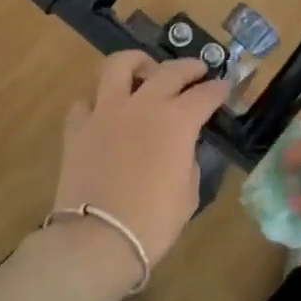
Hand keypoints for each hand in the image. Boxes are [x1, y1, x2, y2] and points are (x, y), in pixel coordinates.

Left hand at [54, 52, 230, 268]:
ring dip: (137, 63)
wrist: (98, 238)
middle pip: (169, 71)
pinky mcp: (77, 127)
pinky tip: (105, 109)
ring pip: (119, 66)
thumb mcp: (187, 192)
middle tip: (197, 70)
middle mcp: (142, 105)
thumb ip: (187, 159)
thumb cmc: (153, 221)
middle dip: (188, 67)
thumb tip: (180, 148)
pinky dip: (98, 100)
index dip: (218, 90)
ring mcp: (105, 111)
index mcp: (176, 121)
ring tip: (144, 69)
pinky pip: (86, 100)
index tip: (224, 88)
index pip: (204, 95)